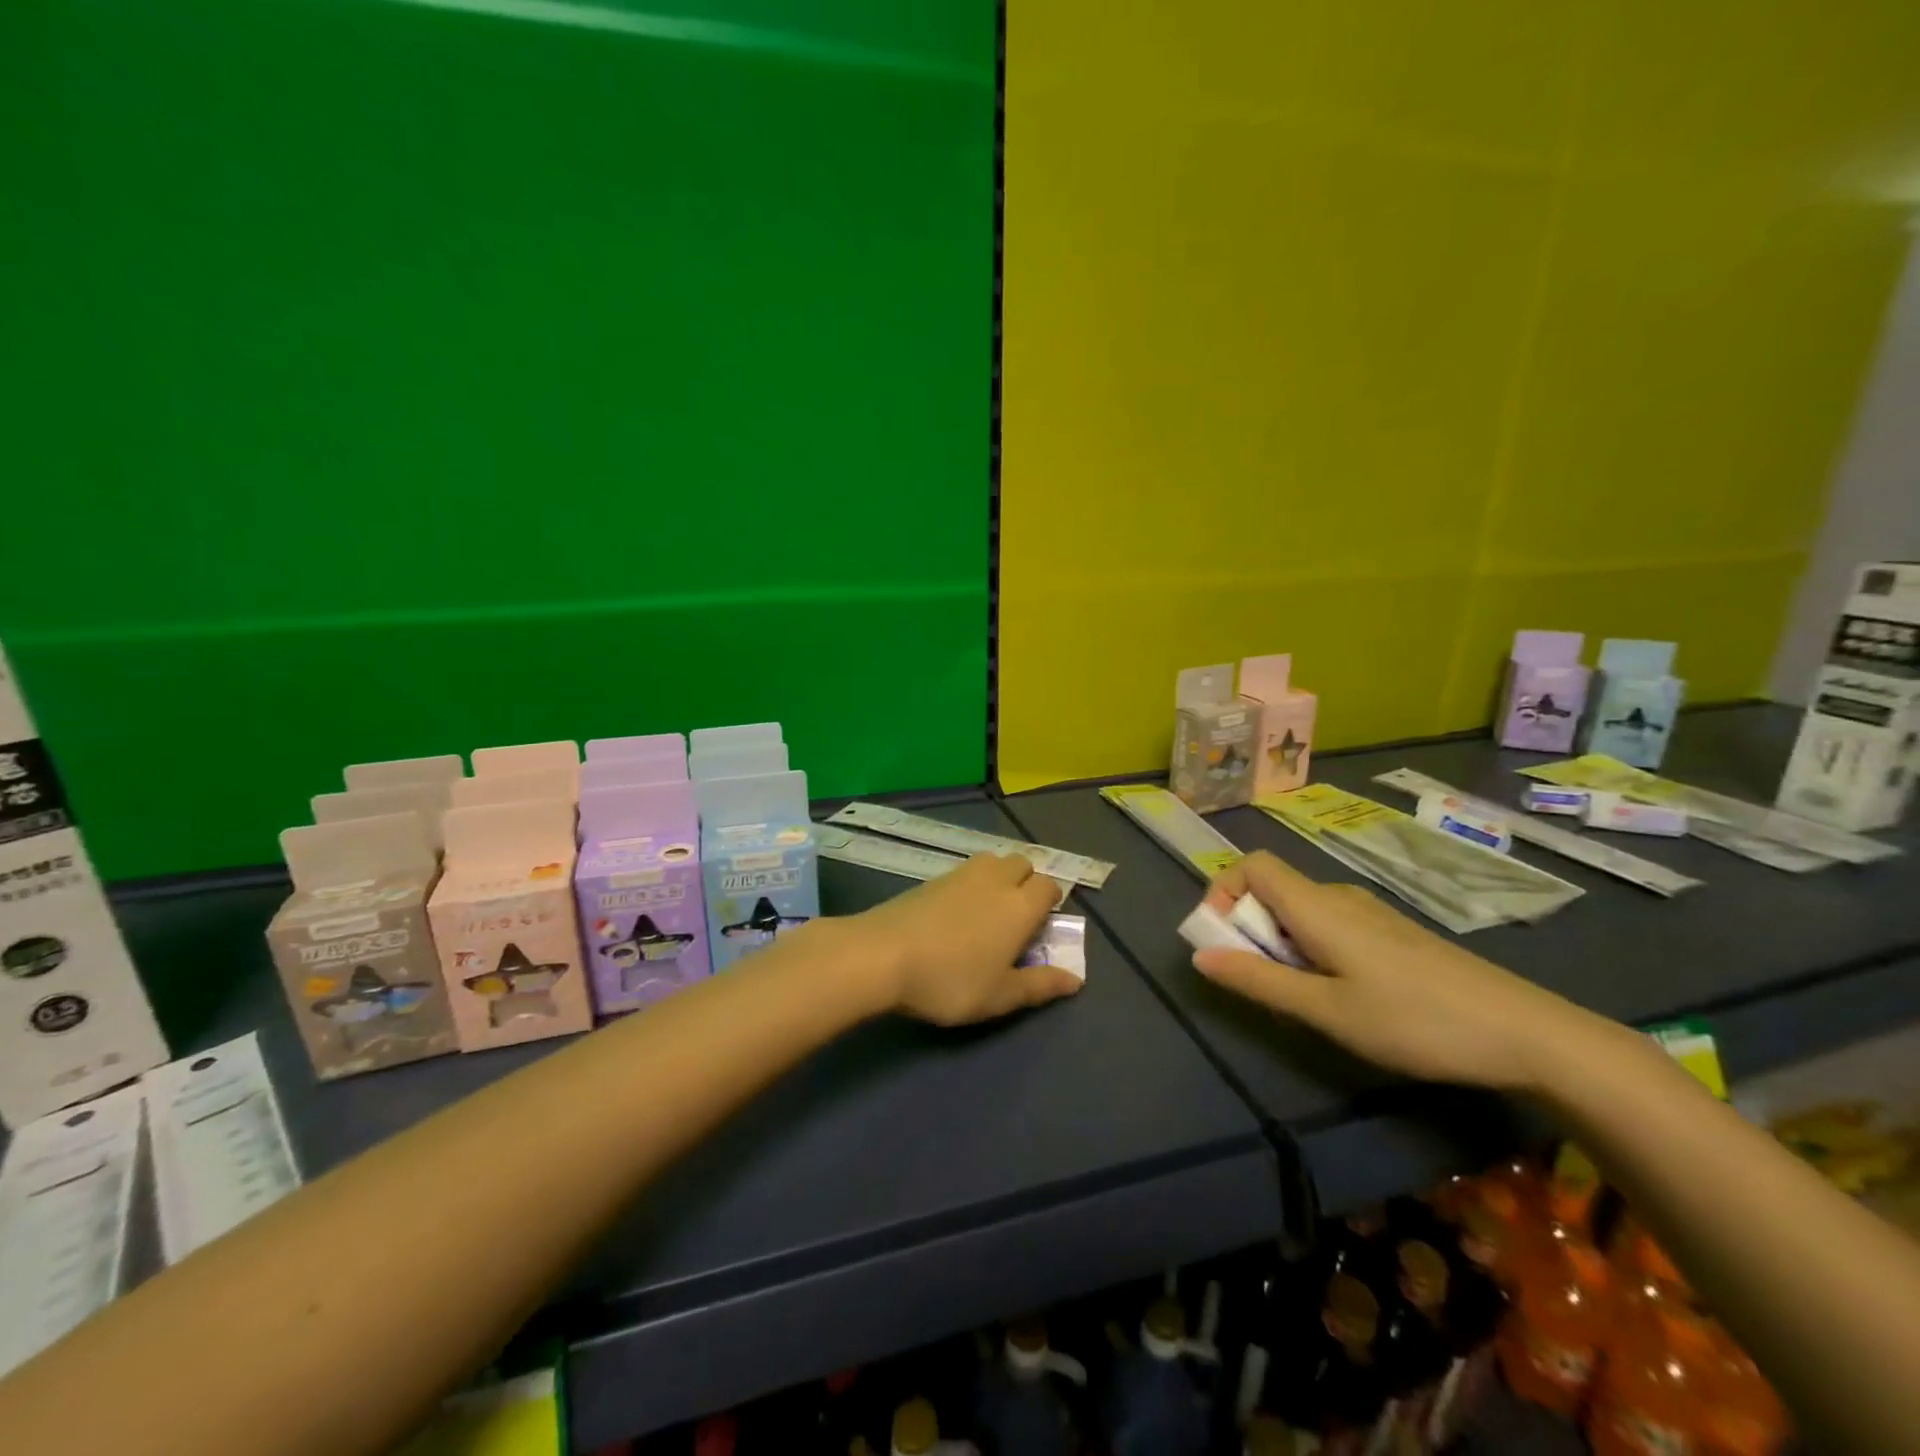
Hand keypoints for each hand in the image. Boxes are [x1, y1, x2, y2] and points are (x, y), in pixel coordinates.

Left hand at [850, 853, 1083, 1025]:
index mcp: (1020, 905)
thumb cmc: (950, 980)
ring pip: (993, 861)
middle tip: (1016, 917)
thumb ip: (1040, 985)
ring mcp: (961, 874)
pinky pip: (964, 871)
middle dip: (1027, 882)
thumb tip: (1076, 979)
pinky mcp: (932, 878)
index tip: (1042, 927)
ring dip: (999, 876)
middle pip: (1022, 863)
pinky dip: (970, 883)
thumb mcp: (1000, 995)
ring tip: (987, 911)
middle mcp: (995, 880)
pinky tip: (956, 912)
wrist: (882, 954)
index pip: (1049, 886)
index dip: (1051, 902)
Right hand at [1190, 851, 1593, 1090]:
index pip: (1253, 865)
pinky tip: (1342, 995)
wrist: (1526, 1032)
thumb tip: (1199, 956)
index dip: (1224, 890)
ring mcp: (1371, 914)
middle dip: (1249, 927)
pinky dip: (1312, 948)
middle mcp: (1340, 897)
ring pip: (1302, 910)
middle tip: (1259, 981)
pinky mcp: (1393, 934)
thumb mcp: (1326, 1010)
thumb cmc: (1414, 1020)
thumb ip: (1259, 980)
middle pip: (1274, 889)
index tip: (1220, 938)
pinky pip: (1331, 925)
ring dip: (1280, 942)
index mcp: (1317, 906)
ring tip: (1301, 996)